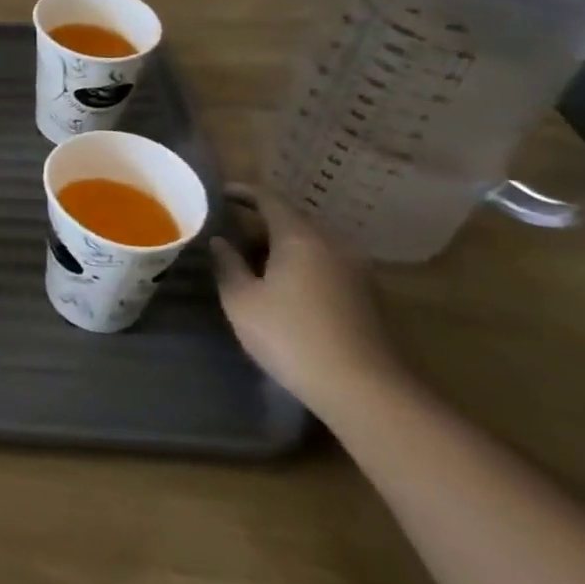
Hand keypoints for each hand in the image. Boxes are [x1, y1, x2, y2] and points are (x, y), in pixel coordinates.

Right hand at [211, 185, 407, 416]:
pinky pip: (325, 264)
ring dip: (280, 245)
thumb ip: (227, 264)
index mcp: (300, 237)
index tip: (218, 194)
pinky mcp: (366, 296)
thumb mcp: (241, 300)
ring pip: (310, 243)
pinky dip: (300, 264)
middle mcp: (332, 244)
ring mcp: (355, 270)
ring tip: (251, 260)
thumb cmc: (291, 336)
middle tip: (229, 232)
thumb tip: (220, 242)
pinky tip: (282, 285)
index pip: (268, 198)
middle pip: (292, 220)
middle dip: (259, 221)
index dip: (241, 192)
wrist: (364, 390)